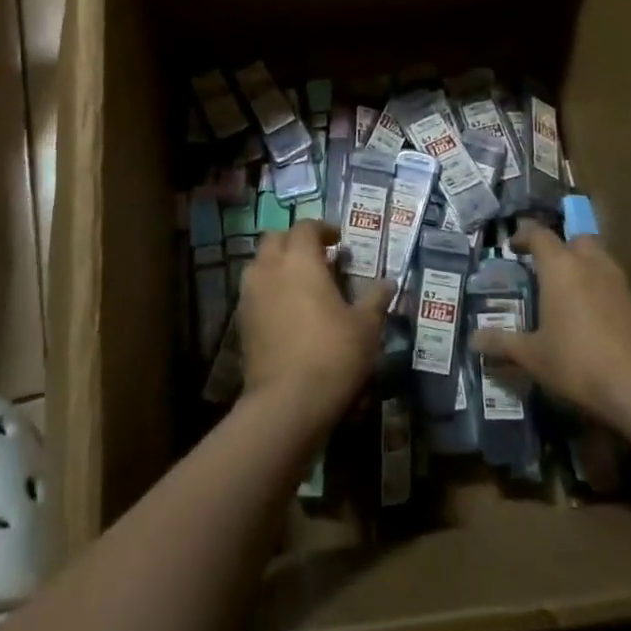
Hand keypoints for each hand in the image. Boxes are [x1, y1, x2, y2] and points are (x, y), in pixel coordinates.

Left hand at [239, 221, 389, 428]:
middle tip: (319, 258)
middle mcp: (269, 269)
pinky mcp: (241, 322)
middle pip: (275, 239)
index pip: (305, 227)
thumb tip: (388, 283)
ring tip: (303, 285)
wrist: (286, 403)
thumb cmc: (332, 354)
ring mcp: (250, 295)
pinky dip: (270, 291)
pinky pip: (255, 292)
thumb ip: (376, 299)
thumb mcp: (366, 327)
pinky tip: (289, 312)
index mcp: (299, 260)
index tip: (339, 242)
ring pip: (260, 265)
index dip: (323, 229)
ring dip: (278, 265)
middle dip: (295, 242)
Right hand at [470, 222, 630, 425]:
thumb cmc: (577, 361)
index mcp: (561, 267)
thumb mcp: (532, 355)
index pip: (540, 234)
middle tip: (544, 266)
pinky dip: (598, 289)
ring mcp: (618, 283)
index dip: (524, 236)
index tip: (513, 246)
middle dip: (560, 247)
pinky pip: (611, 283)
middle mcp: (590, 265)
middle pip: (575, 239)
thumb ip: (502, 343)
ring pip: (598, 259)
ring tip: (565, 290)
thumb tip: (473, 339)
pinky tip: (589, 316)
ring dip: (582, 265)